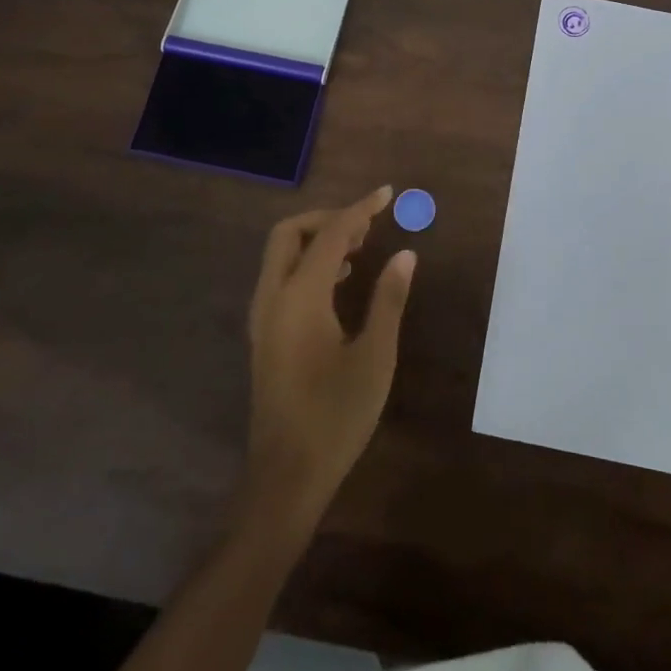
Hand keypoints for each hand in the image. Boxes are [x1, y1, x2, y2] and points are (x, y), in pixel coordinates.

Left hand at [243, 186, 415, 528]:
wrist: (286, 476)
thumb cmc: (336, 416)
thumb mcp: (375, 356)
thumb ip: (389, 299)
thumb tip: (406, 254)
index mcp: (299, 297)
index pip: (331, 235)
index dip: (360, 209)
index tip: (387, 193)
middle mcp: (273, 298)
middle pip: (289, 234)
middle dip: (327, 219)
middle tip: (367, 225)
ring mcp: (263, 318)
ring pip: (281, 256)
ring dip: (317, 241)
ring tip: (361, 248)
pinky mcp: (265, 335)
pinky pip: (281, 279)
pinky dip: (308, 264)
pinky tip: (341, 283)